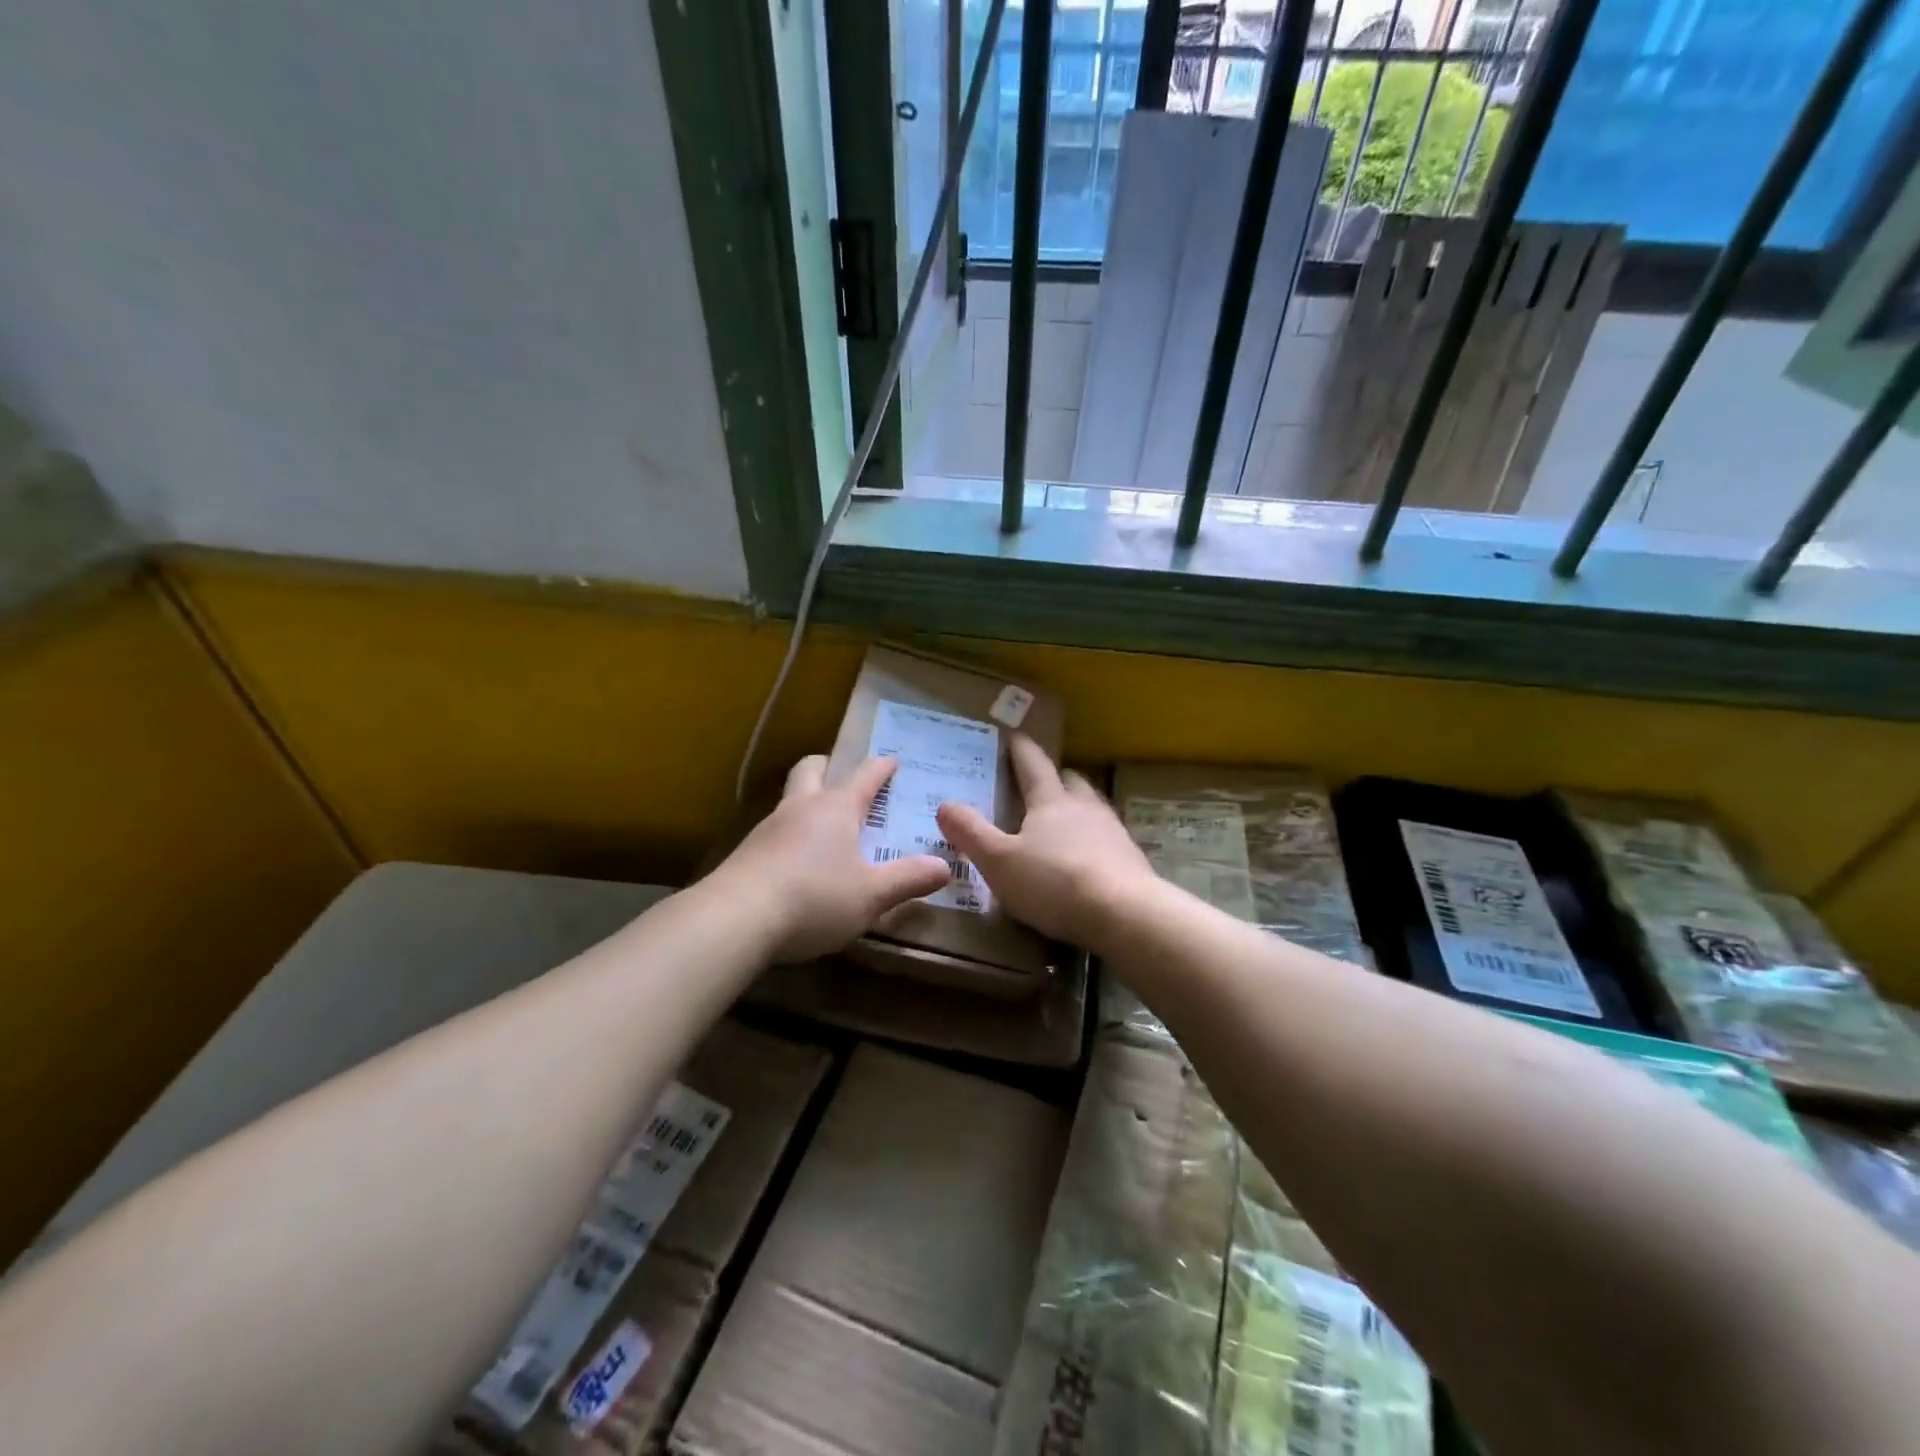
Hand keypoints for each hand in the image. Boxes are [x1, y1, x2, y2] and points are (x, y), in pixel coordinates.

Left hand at [714, 755, 950, 962]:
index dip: (881, 767)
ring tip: (822, 823)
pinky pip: (774, 830)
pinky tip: (796, 859)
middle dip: (828, 766)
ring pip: (789, 799)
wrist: (736, 919)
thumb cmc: (815, 898)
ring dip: (807, 800)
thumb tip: (945, 866)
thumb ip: (908, 879)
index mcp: (837, 809)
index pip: (864, 777)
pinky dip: (790, 833)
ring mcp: (769, 828)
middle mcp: (801, 808)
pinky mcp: (747, 853)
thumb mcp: (872, 895)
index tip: (891, 758)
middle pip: (811, 770)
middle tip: (841, 774)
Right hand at [936, 733, 1158, 952]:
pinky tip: (1086, 858)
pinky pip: (1107, 839)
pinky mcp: (1131, 860)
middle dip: (1055, 778)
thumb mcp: (999, 861)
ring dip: (1077, 808)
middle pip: (1070, 781)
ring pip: (1092, 807)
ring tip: (1063, 820)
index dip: (1021, 750)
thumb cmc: (1054, 882)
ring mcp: (1113, 832)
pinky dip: (1093, 840)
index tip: (1015, 736)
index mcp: (1051, 801)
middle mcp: (1084, 807)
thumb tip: (944, 804)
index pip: (1033, 765)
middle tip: (1039, 782)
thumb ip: (971, 833)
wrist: (1125, 914)